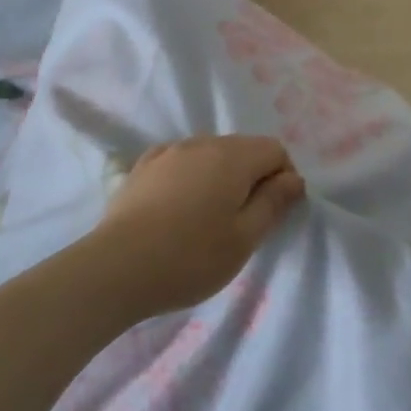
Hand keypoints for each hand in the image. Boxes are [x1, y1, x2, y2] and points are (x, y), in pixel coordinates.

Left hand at [97, 136, 305, 315]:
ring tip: (209, 218)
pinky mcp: (141, 167)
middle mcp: (201, 142)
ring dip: (220, 177)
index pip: (274, 150)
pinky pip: (180, 162)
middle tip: (244, 222)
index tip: (275, 212)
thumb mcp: (244, 238)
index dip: (284, 177)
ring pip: (209, 154)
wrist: (116, 268)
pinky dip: (190, 177)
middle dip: (253, 177)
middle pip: (242, 148)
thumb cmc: (191, 257)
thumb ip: (273, 203)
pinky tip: (179, 207)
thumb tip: (294, 179)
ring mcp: (167, 152)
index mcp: (232, 157)